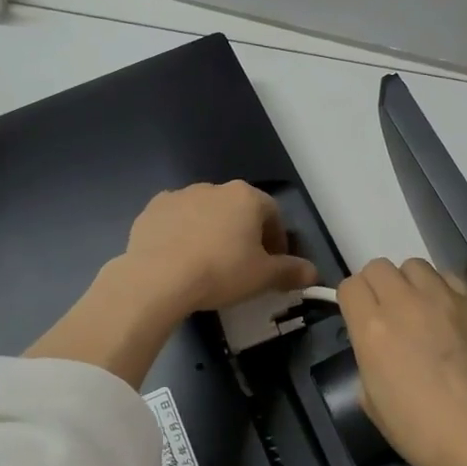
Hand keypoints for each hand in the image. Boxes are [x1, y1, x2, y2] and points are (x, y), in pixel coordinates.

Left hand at [121, 181, 316, 314]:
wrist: (158, 277)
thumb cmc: (221, 271)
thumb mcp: (264, 277)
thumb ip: (291, 271)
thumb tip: (313, 272)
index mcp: (246, 197)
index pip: (273, 214)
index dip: (277, 241)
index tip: (273, 265)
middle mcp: (214, 188)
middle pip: (238, 210)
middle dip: (244, 234)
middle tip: (242, 266)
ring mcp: (180, 195)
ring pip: (205, 213)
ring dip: (212, 232)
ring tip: (207, 264)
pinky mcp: (152, 209)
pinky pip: (176, 220)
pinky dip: (182, 234)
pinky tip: (179, 259)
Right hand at [338, 258, 466, 465]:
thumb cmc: (420, 430)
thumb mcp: (372, 401)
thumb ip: (367, 360)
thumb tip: (377, 348)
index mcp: (371, 327)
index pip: (350, 286)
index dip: (353, 301)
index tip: (361, 318)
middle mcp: (403, 302)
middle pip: (379, 267)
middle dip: (378, 286)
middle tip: (390, 313)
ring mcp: (442, 297)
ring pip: (415, 265)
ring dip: (411, 283)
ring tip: (422, 309)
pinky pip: (450, 277)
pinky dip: (444, 289)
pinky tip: (450, 314)